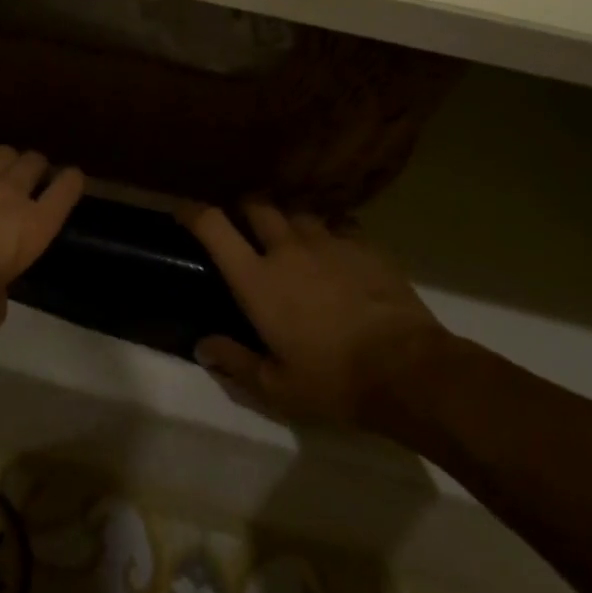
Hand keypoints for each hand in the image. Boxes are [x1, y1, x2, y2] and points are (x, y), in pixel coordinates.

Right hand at [183, 202, 447, 429]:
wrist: (407, 369)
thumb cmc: (333, 381)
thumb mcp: (277, 388)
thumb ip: (236, 362)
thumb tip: (202, 345)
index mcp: (257, 279)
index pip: (214, 227)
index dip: (194, 212)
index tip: (184, 210)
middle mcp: (286, 248)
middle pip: (257, 204)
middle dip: (246, 207)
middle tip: (246, 223)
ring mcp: (328, 240)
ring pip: (298, 210)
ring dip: (288, 218)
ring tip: (292, 233)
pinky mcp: (363, 244)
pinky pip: (338, 223)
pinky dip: (329, 230)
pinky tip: (336, 248)